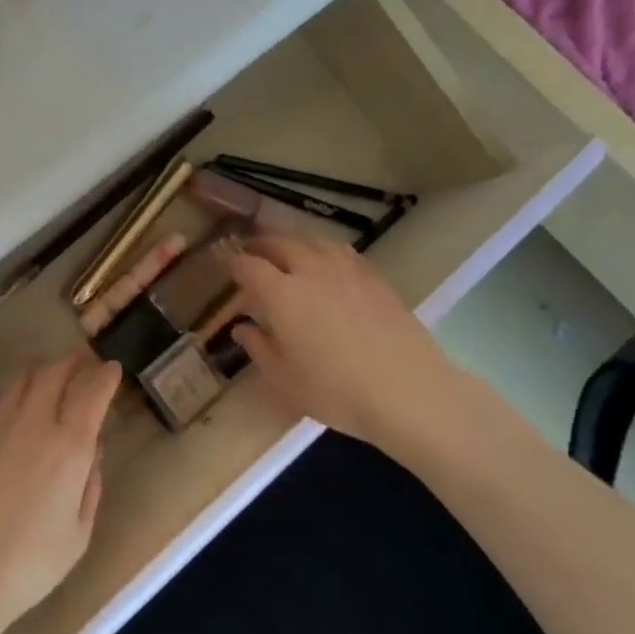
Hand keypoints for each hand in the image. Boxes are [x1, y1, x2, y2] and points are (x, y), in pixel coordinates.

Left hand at [0, 352, 123, 633]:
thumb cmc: (29, 564)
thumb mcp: (78, 534)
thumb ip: (90, 486)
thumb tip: (92, 453)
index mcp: (68, 447)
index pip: (91, 392)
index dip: (104, 375)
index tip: (112, 369)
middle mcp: (32, 425)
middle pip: (53, 373)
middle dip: (73, 362)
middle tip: (84, 361)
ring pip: (21, 380)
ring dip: (42, 371)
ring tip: (51, 377)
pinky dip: (15, 396)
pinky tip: (17, 411)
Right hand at [225, 235, 492, 462]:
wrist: (408, 391)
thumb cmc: (335, 391)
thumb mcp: (284, 379)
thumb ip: (259, 348)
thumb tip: (243, 328)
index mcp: (281, 294)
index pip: (249, 266)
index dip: (234, 263)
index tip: (227, 265)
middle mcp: (311, 272)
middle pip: (281, 244)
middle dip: (261, 244)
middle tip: (251, 250)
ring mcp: (348, 272)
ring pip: (314, 242)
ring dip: (294, 242)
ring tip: (287, 251)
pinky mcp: (376, 279)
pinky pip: (343, 252)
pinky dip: (325, 250)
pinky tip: (327, 264)